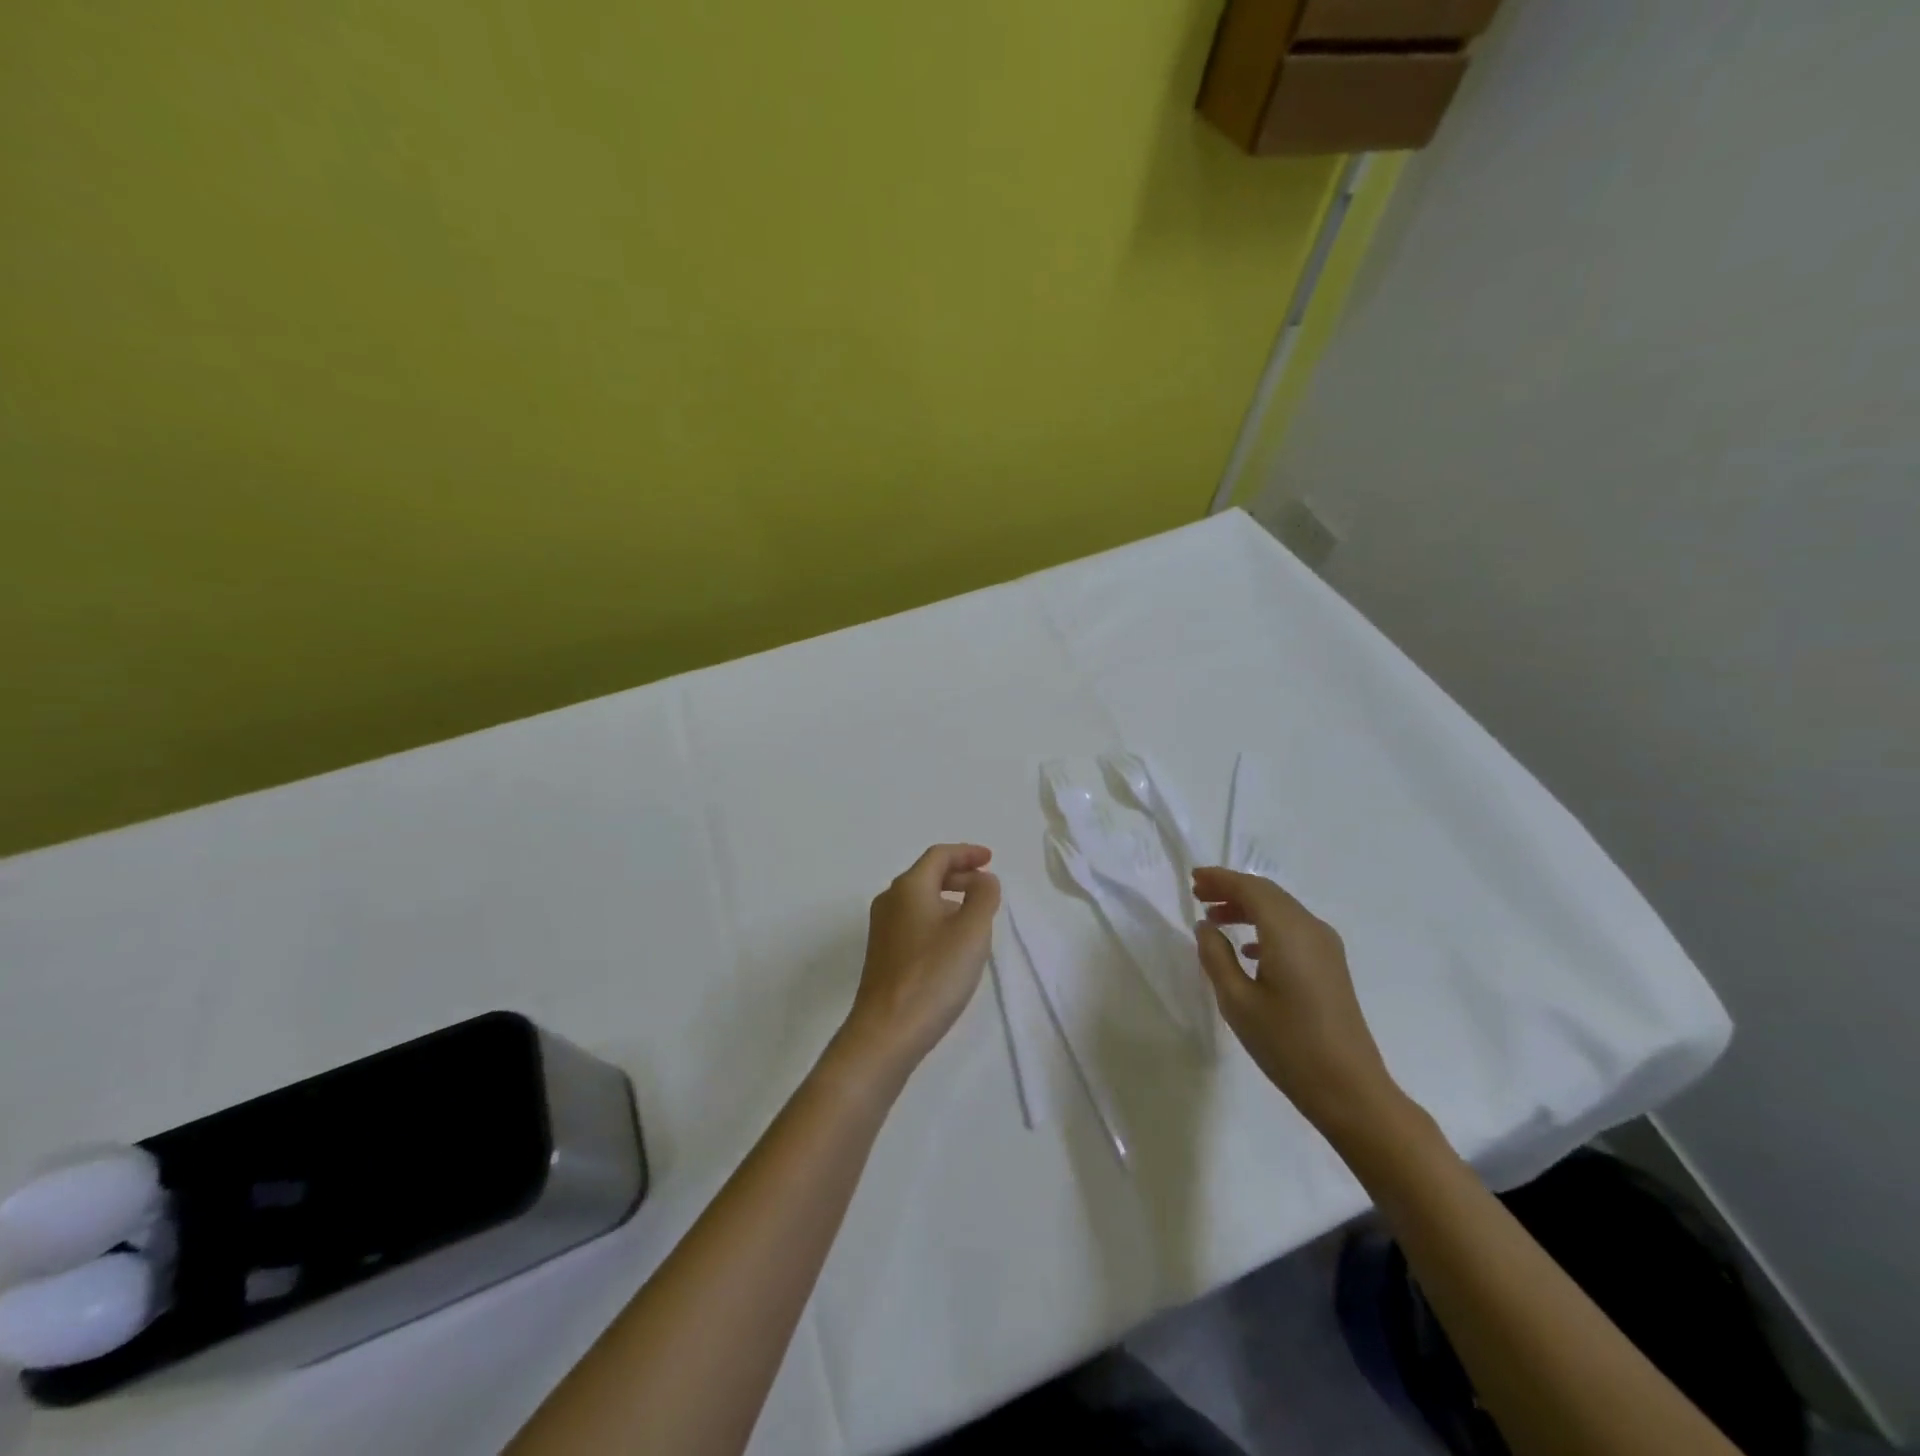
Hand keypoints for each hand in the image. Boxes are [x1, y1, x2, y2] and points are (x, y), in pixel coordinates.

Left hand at [838, 844, 1000, 1077]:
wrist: (886, 1032)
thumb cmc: (933, 975)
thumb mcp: (972, 931)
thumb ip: (983, 896)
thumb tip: (983, 879)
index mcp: (909, 887)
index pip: (939, 856)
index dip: (967, 853)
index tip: (991, 859)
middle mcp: (890, 901)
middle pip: (927, 875)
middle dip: (959, 875)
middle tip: (987, 887)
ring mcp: (882, 929)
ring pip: (920, 900)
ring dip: (949, 899)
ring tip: (975, 917)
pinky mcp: (882, 954)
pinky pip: (913, 921)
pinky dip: (937, 919)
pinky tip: (952, 944)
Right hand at [1192, 867, 1402, 1135]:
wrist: (1349, 1089)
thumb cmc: (1287, 1043)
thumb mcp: (1237, 1001)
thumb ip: (1216, 957)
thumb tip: (1206, 927)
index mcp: (1288, 932)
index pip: (1251, 889)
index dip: (1221, 879)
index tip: (1193, 878)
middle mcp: (1311, 929)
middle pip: (1268, 894)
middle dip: (1232, 890)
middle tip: (1198, 895)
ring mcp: (1326, 947)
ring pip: (1282, 911)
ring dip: (1248, 908)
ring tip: (1215, 919)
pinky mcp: (1331, 966)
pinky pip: (1293, 930)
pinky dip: (1266, 927)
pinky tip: (1247, 950)